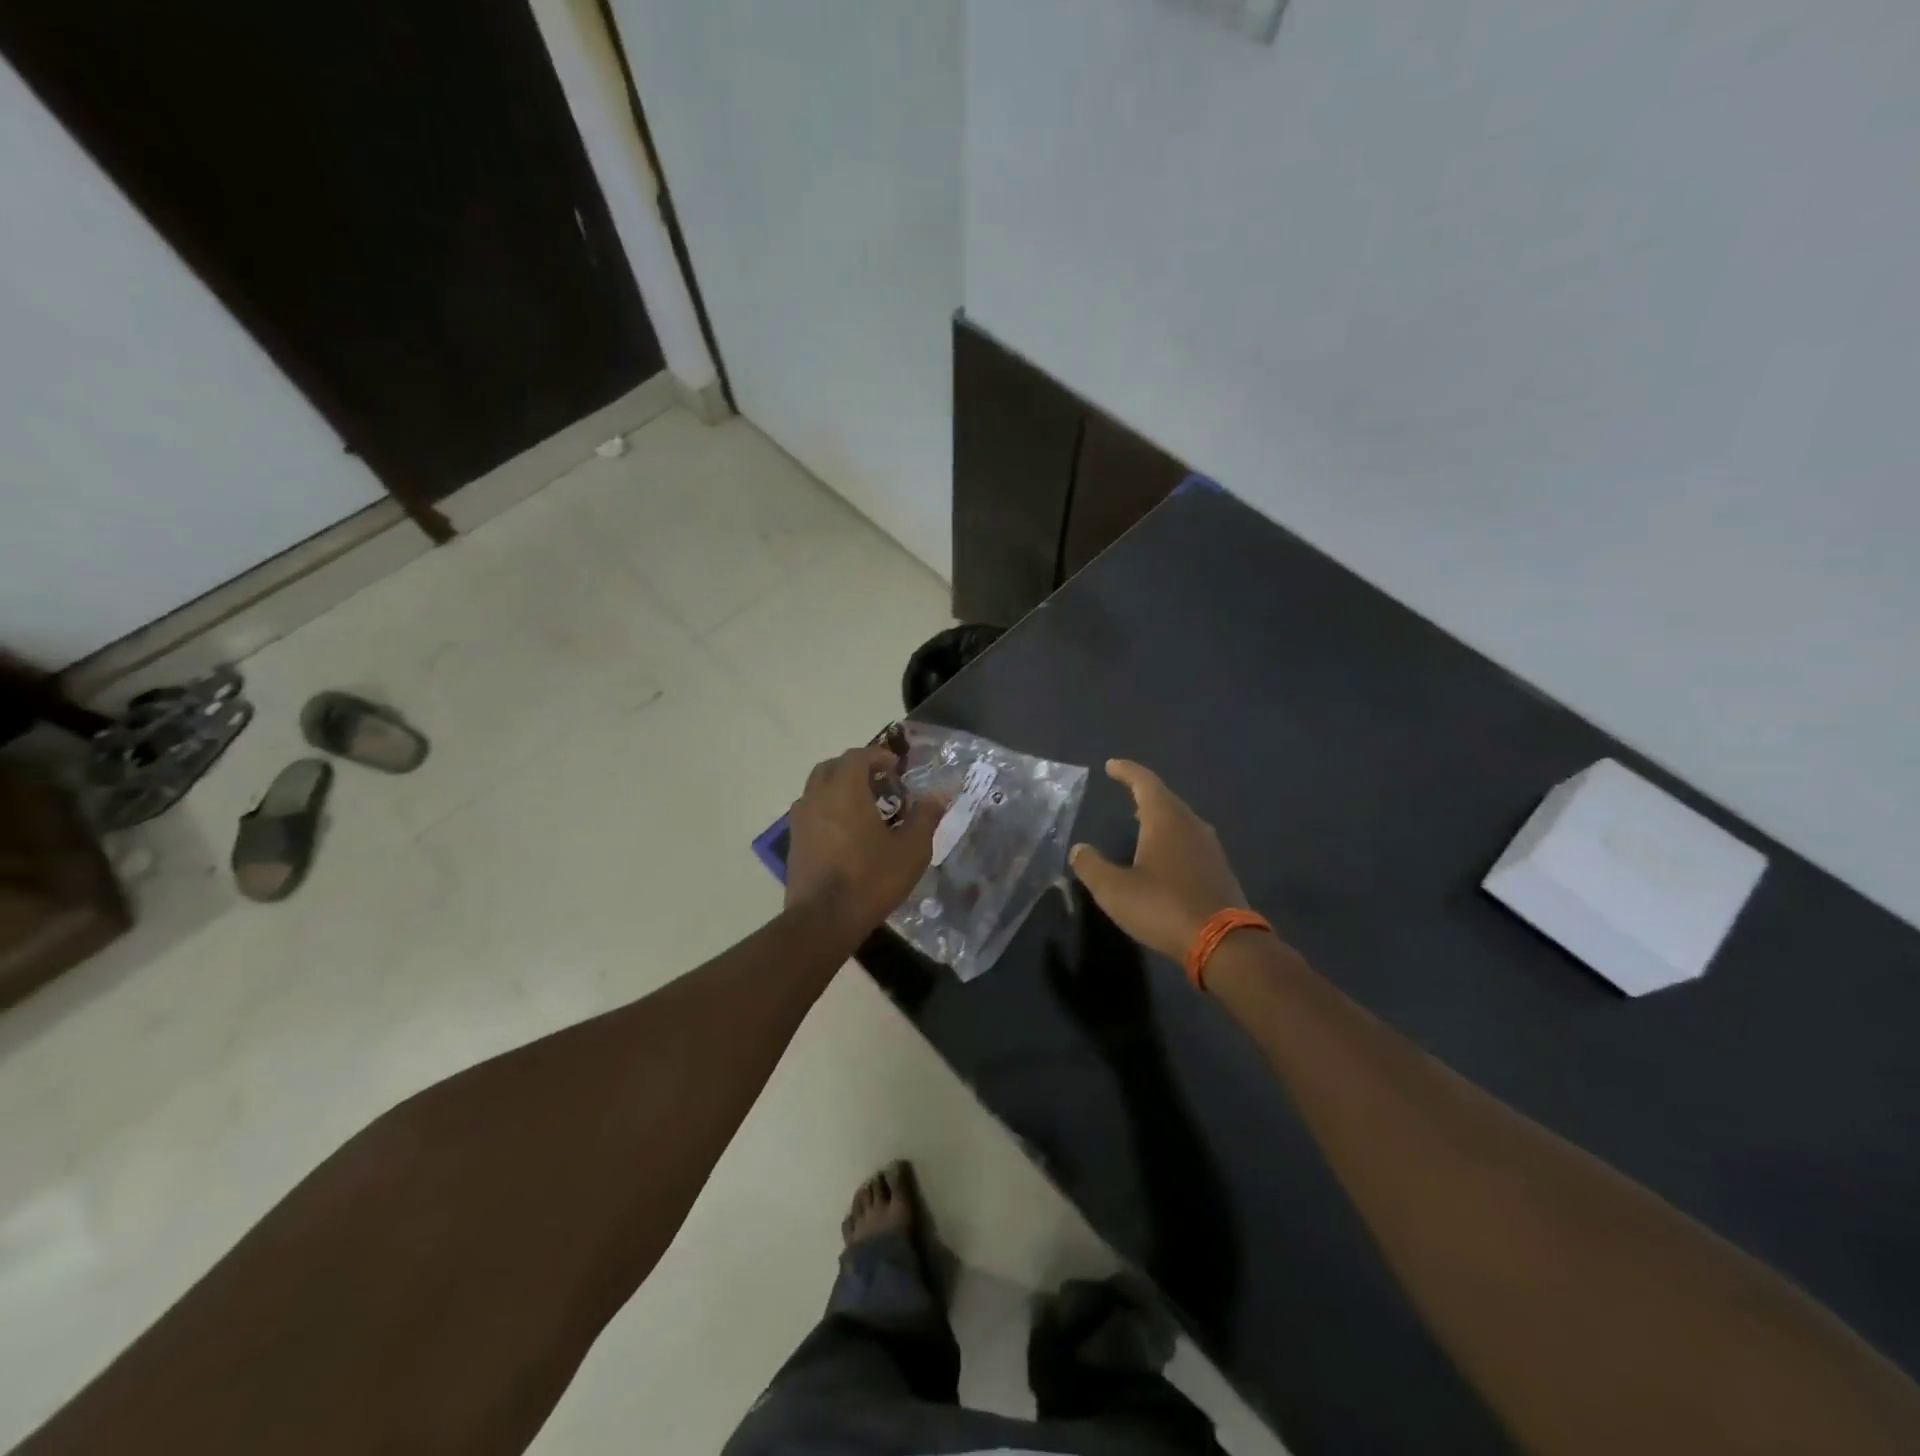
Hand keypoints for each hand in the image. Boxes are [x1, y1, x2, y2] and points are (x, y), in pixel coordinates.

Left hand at [785, 745, 938, 936]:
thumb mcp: (911, 850)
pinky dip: (828, 808)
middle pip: (833, 766)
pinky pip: (811, 810)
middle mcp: (817, 796)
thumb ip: (925, 817)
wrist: (823, 920)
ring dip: (839, 787)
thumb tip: (938, 795)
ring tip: (863, 806)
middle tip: (880, 783)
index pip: (858, 756)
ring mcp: (801, 819)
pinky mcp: (794, 841)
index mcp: (845, 790)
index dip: (878, 756)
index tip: (896, 767)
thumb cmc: (871, 879)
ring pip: (818, 787)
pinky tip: (845, 831)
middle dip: (856, 768)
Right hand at [1069, 759, 1250, 962]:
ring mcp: (1209, 847)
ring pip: (1181, 819)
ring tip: (1141, 820)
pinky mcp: (1219, 869)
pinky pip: (1190, 840)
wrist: (1223, 943)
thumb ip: (1091, 866)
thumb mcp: (1114, 890)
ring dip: (1160, 815)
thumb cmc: (1163, 907)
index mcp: (1165, 820)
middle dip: (1143, 792)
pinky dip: (1173, 837)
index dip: (1127, 771)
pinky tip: (1164, 854)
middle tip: (1126, 790)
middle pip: (1166, 798)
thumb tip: (1079, 849)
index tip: (1111, 765)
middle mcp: (1191, 825)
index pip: (1145, 782)